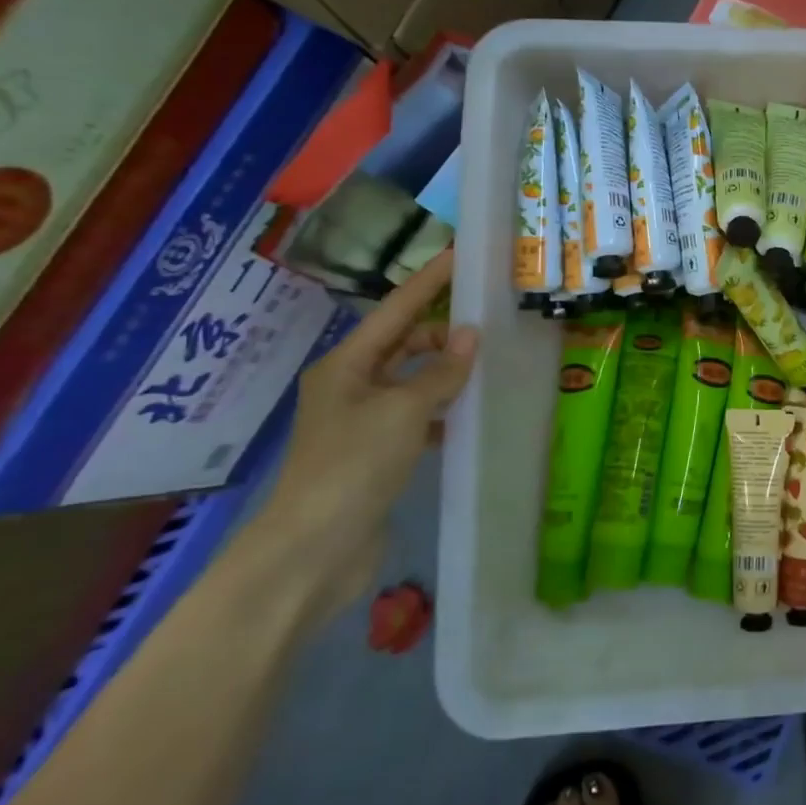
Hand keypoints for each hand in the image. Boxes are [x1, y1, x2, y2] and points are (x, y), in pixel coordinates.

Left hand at [251, 251, 477, 617]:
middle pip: (402, 344)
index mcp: (346, 365)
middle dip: (442, 332)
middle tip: (490, 324)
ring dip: (444, 373)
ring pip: (411, 381)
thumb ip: (441, 372)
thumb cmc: (354, 465)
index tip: (459, 255)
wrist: (314, 549)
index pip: (396, 310)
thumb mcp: (404, 410)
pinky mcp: (375, 454)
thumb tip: (470, 336)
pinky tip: (467, 415)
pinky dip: (440, 410)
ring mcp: (361, 422)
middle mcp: (351, 386)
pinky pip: (415, 416)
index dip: (429, 282)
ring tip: (488, 366)